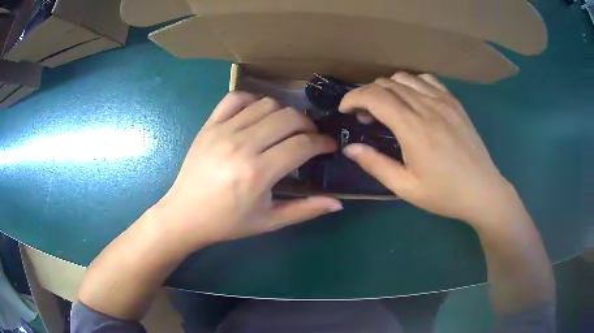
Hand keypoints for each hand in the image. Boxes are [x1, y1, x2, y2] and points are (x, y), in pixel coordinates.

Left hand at [154, 92, 340, 250]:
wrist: (185, 215)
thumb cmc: (227, 223)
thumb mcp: (269, 222)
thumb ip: (305, 210)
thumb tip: (338, 203)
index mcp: (258, 173)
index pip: (302, 144)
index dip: (323, 143)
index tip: (329, 146)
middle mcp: (241, 145)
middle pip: (288, 117)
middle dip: (308, 125)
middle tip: (310, 138)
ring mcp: (222, 131)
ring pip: (266, 104)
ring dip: (284, 113)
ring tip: (285, 129)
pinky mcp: (209, 125)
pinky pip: (236, 98)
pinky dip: (253, 100)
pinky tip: (258, 116)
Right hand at [340, 72, 514, 225]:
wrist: (482, 191)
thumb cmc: (445, 194)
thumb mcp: (406, 187)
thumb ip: (375, 164)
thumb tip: (350, 148)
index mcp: (414, 129)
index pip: (375, 96)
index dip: (353, 97)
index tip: (345, 109)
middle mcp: (428, 107)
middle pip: (387, 84)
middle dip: (367, 94)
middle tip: (365, 116)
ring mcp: (444, 101)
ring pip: (405, 78)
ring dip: (388, 88)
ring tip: (387, 108)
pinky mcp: (454, 102)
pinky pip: (426, 80)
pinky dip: (411, 84)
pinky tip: (412, 100)